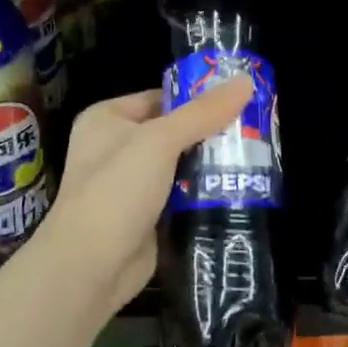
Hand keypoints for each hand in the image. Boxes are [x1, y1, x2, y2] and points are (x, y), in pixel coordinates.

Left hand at [40, 78, 252, 308]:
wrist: (91, 265)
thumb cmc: (116, 190)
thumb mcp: (160, 141)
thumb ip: (203, 112)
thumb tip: (246, 81)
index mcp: (107, 118)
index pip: (161, 97)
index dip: (198, 97)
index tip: (241, 99)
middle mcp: (115, 147)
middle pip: (173, 131)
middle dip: (210, 133)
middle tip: (256, 130)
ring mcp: (129, 184)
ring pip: (180, 165)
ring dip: (211, 164)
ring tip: (256, 156)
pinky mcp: (145, 216)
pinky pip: (181, 195)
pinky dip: (203, 193)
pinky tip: (238, 188)